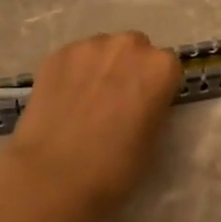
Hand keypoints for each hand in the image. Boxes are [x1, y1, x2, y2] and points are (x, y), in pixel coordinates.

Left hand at [4, 31, 182, 219]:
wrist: (53, 175)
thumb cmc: (114, 167)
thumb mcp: (152, 140)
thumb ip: (153, 107)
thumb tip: (142, 101)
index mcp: (160, 67)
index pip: (167, 67)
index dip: (156, 87)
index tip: (145, 106)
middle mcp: (128, 46)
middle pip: (135, 49)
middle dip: (129, 68)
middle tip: (115, 101)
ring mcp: (89, 46)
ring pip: (102, 50)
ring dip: (100, 67)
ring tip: (85, 100)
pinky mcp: (56, 54)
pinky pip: (73, 58)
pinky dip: (72, 73)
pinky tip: (63, 100)